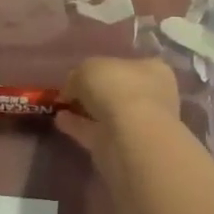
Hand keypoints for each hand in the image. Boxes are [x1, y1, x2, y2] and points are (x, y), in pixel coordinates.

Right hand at [56, 57, 180, 178]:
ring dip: (86, 111)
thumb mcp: (88, 68)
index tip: (81, 74)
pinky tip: (60, 121)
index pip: (128, 65)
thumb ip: (78, 76)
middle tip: (70, 93)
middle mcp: (152, 96)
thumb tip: (72, 89)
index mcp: (153, 69)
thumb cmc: (118, 88)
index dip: (104, 68)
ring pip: (109, 114)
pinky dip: (79, 127)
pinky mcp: (123, 148)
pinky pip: (97, 132)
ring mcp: (139, 125)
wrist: (131, 137)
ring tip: (60, 107)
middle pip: (119, 92)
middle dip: (96, 92)